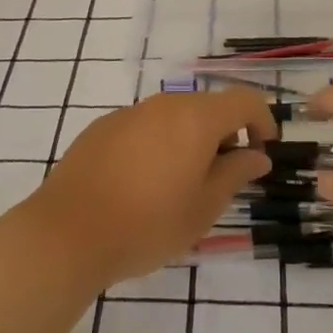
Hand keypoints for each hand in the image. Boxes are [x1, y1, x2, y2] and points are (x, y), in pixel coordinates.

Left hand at [6, 91, 273, 290]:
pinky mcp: (103, 127)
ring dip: (191, 139)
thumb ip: (235, 174)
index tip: (264, 150)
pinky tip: (145, 183)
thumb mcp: (203, 208)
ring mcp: (130, 113)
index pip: (244, 101)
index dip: (262, 120)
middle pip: (207, 106)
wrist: (67, 232)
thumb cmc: (147, 224)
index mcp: (195, 118)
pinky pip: (145, 126)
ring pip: (174, 116)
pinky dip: (159, 144)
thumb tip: (257, 155)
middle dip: (225, 133)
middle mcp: (164, 104)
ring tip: (184, 184)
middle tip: (225, 176)